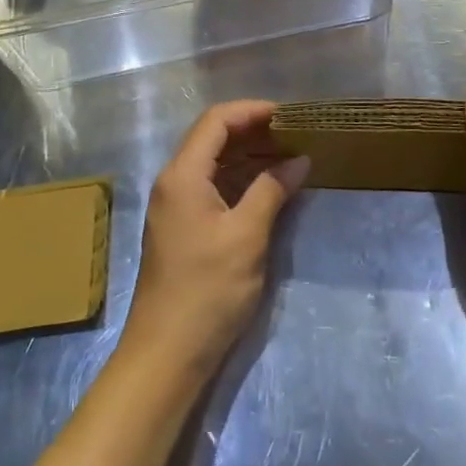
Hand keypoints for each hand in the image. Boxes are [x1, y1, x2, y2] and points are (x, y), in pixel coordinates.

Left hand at [121, 100, 309, 380]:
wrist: (166, 355)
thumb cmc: (207, 291)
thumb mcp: (247, 236)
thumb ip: (272, 190)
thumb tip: (299, 160)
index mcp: (183, 174)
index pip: (217, 120)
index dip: (252, 110)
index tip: (289, 115)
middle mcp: (174, 181)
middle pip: (213, 137)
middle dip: (254, 131)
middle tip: (295, 134)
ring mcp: (175, 205)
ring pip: (214, 162)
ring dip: (249, 155)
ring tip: (289, 156)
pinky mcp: (182, 226)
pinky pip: (213, 185)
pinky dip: (240, 179)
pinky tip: (269, 187)